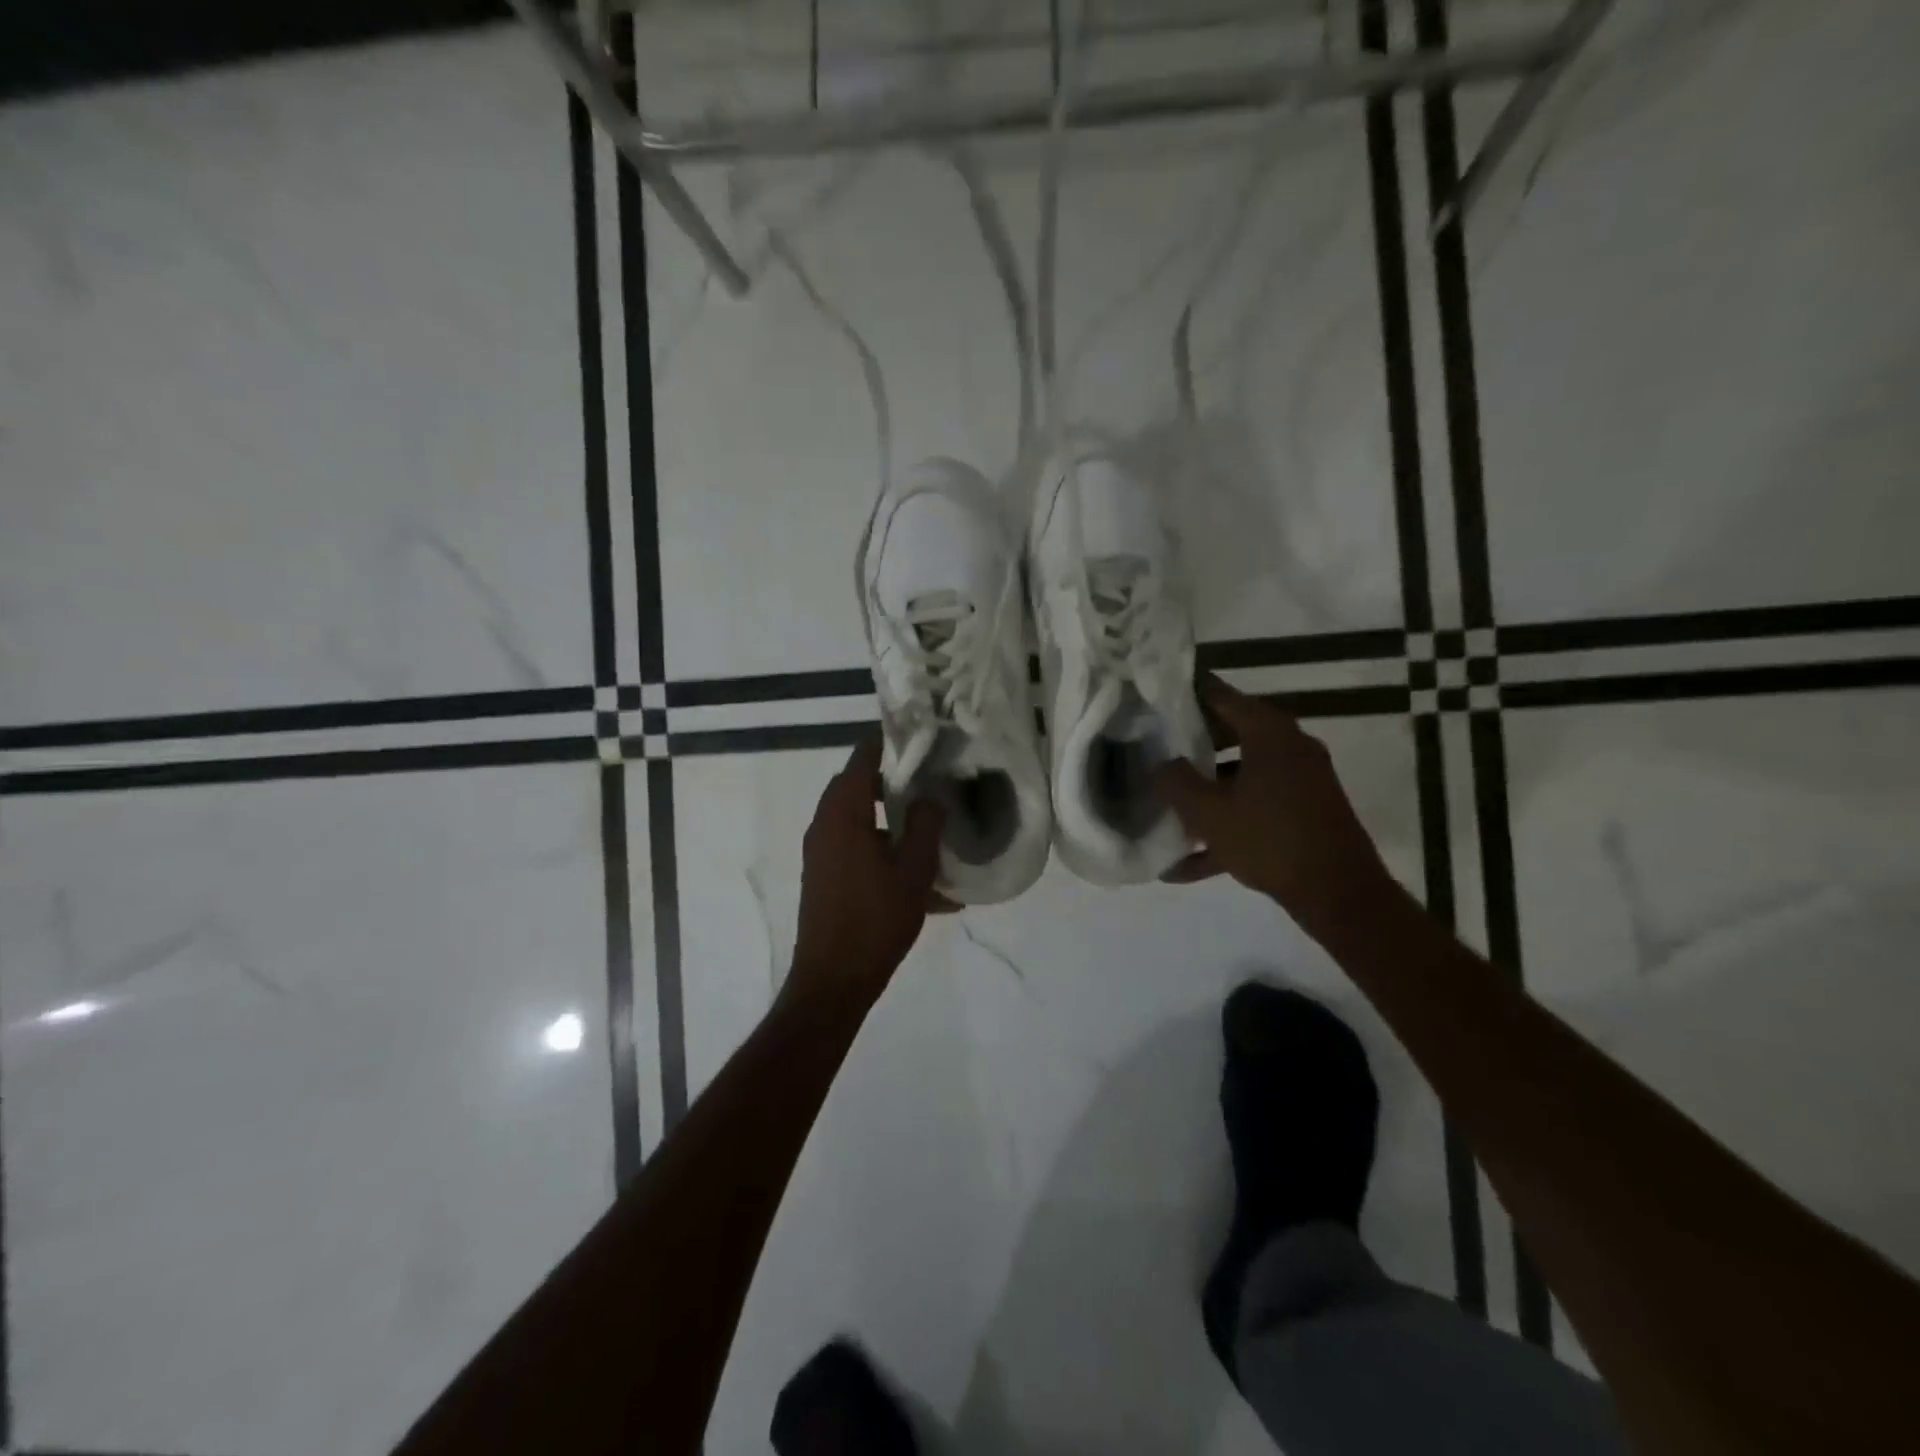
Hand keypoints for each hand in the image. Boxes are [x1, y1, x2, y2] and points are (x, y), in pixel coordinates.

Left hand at [789, 737, 945, 1006]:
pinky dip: (883, 850)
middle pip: (856, 786)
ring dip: (889, 819)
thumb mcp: (913, 870)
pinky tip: (921, 878)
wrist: (833, 981)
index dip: (888, 742)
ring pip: (858, 820)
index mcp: (842, 814)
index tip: (918, 735)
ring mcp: (821, 853)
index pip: (862, 759)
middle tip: (929, 778)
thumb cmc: (875, 920)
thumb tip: (930, 798)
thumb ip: (924, 826)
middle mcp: (824, 826)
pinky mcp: (825, 877)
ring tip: (928, 826)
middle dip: (892, 780)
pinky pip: (856, 849)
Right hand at [1155, 675, 1397, 944]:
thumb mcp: (1207, 812)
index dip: (1184, 694)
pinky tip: (1185, 865)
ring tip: (1164, 806)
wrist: (1339, 894)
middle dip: (1189, 744)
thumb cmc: (1269, 840)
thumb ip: (1175, 780)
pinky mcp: (1304, 811)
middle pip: (1230, 733)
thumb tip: (1161, 763)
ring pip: (1241, 774)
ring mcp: (1300, 780)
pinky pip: (1256, 807)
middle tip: (1151, 749)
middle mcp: (1289, 746)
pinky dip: (1226, 824)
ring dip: (1205, 790)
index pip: (1219, 695)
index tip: (1153, 698)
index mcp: (1268, 732)